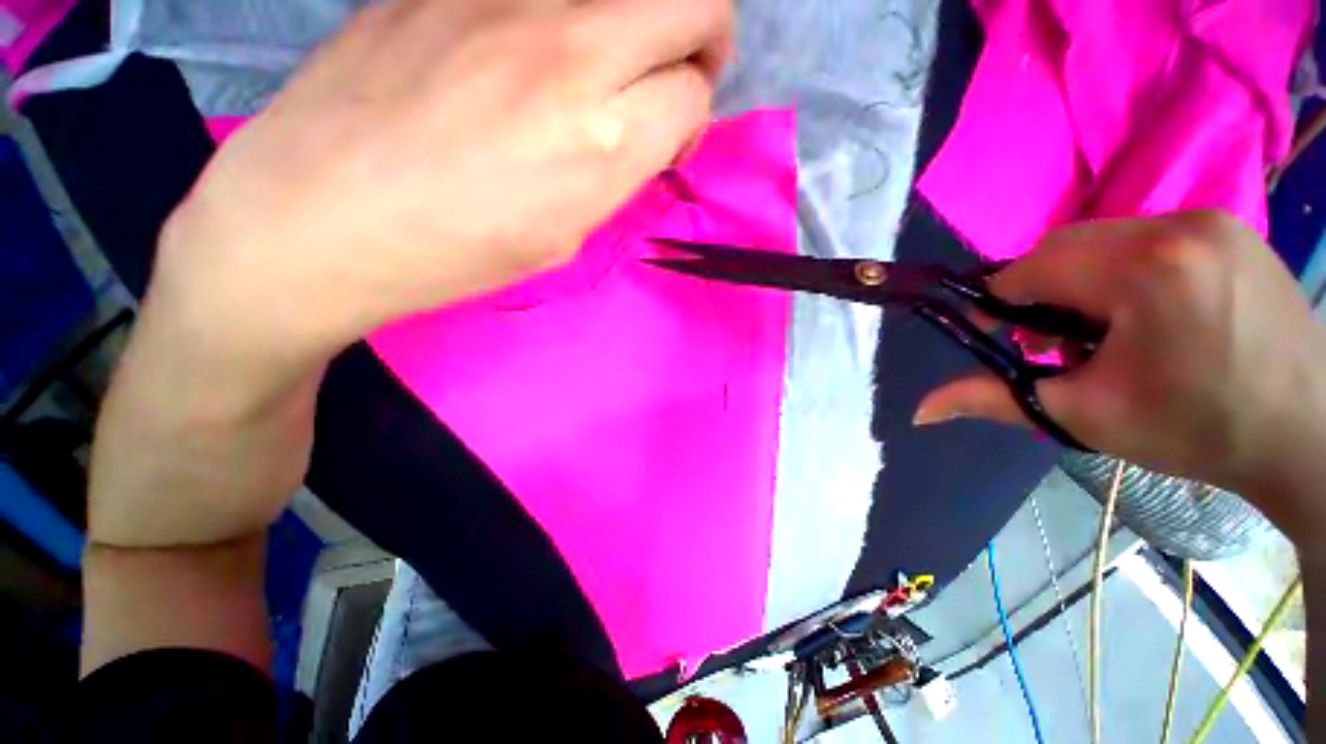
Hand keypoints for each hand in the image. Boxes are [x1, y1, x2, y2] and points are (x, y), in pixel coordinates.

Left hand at [155, 0, 732, 362]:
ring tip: (610, 67)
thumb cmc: (456, 251)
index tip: (668, 139)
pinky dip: (572, 16)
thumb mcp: (564, 235)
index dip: (691, 118)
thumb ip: (618, 171)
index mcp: (601, 142)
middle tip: (676, 78)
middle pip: (693, 1)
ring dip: (643, 21)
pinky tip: (536, 53)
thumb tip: (650, 131)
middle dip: (704, 39)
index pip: (695, 94)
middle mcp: (573, 51)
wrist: (319, 214)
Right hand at [915, 211, 1325, 539]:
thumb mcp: (1083, 417)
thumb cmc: (1196, 430)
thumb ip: (994, 400)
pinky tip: (1149, 312)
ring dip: (1084, 282)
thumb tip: (919, 411)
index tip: (1006, 337)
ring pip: (1104, 240)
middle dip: (1045, 291)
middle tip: (1059, 342)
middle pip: (1066, 245)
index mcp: (1143, 270)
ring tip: (1108, 331)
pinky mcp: (1230, 227)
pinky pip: (1146, 238)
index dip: (1004, 302)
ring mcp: (1211, 220)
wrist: (1308, 433)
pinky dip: (1125, 271)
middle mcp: (1177, 226)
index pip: (1032, 266)